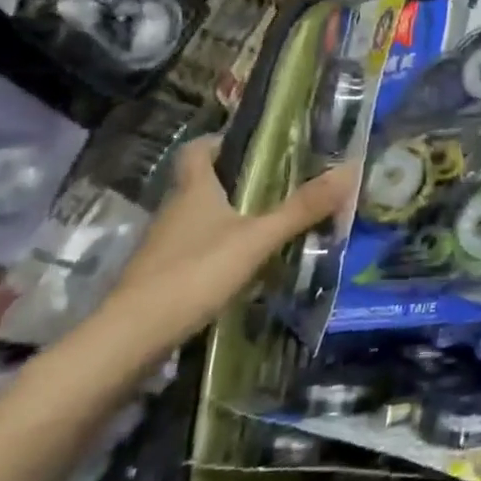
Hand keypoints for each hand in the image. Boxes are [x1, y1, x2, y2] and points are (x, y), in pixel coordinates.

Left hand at [97, 137, 356, 354]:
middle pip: (202, 183)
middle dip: (237, 180)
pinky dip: (220, 250)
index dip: (220, 141)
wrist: (130, 338)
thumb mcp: (257, 238)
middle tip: (280, 183)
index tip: (253, 144)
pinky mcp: (162, 277)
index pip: (197, 150)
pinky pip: (196, 250)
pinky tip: (246, 264)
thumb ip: (302, 208)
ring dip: (230, 217)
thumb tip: (349, 169)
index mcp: (193, 191)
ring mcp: (164, 246)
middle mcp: (174, 211)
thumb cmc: (194, 273)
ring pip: (200, 219)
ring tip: (272, 223)